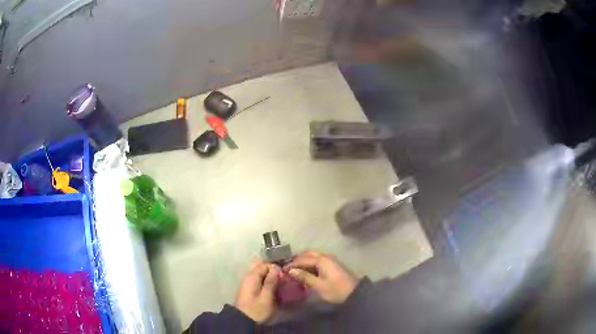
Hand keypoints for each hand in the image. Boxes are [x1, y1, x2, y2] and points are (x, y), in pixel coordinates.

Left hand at [235, 261, 280, 322]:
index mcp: (251, 276)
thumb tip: (276, 267)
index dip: (275, 268)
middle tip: (281, 276)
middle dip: (271, 268)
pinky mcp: (249, 288)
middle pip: (259, 265)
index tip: (283, 276)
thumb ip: (271, 281)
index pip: (265, 264)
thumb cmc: (256, 309)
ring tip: (278, 280)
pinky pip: (258, 278)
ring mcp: (247, 282)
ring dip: (268, 273)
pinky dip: (265, 279)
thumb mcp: (266, 297)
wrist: (243, 320)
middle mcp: (248, 276)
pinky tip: (272, 285)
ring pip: (258, 271)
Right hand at [284, 251, 358, 303]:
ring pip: (313, 256)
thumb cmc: (336, 290)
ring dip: (303, 261)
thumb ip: (305, 277)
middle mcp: (326, 257)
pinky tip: (306, 272)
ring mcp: (330, 260)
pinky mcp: (333, 265)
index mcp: (322, 260)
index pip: (302, 259)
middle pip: (308, 254)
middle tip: (288, 268)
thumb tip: (291, 270)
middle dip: (297, 260)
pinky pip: (318, 260)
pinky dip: (310, 264)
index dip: (291, 264)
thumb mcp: (318, 286)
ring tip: (295, 270)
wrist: (355, 293)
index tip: (282, 270)